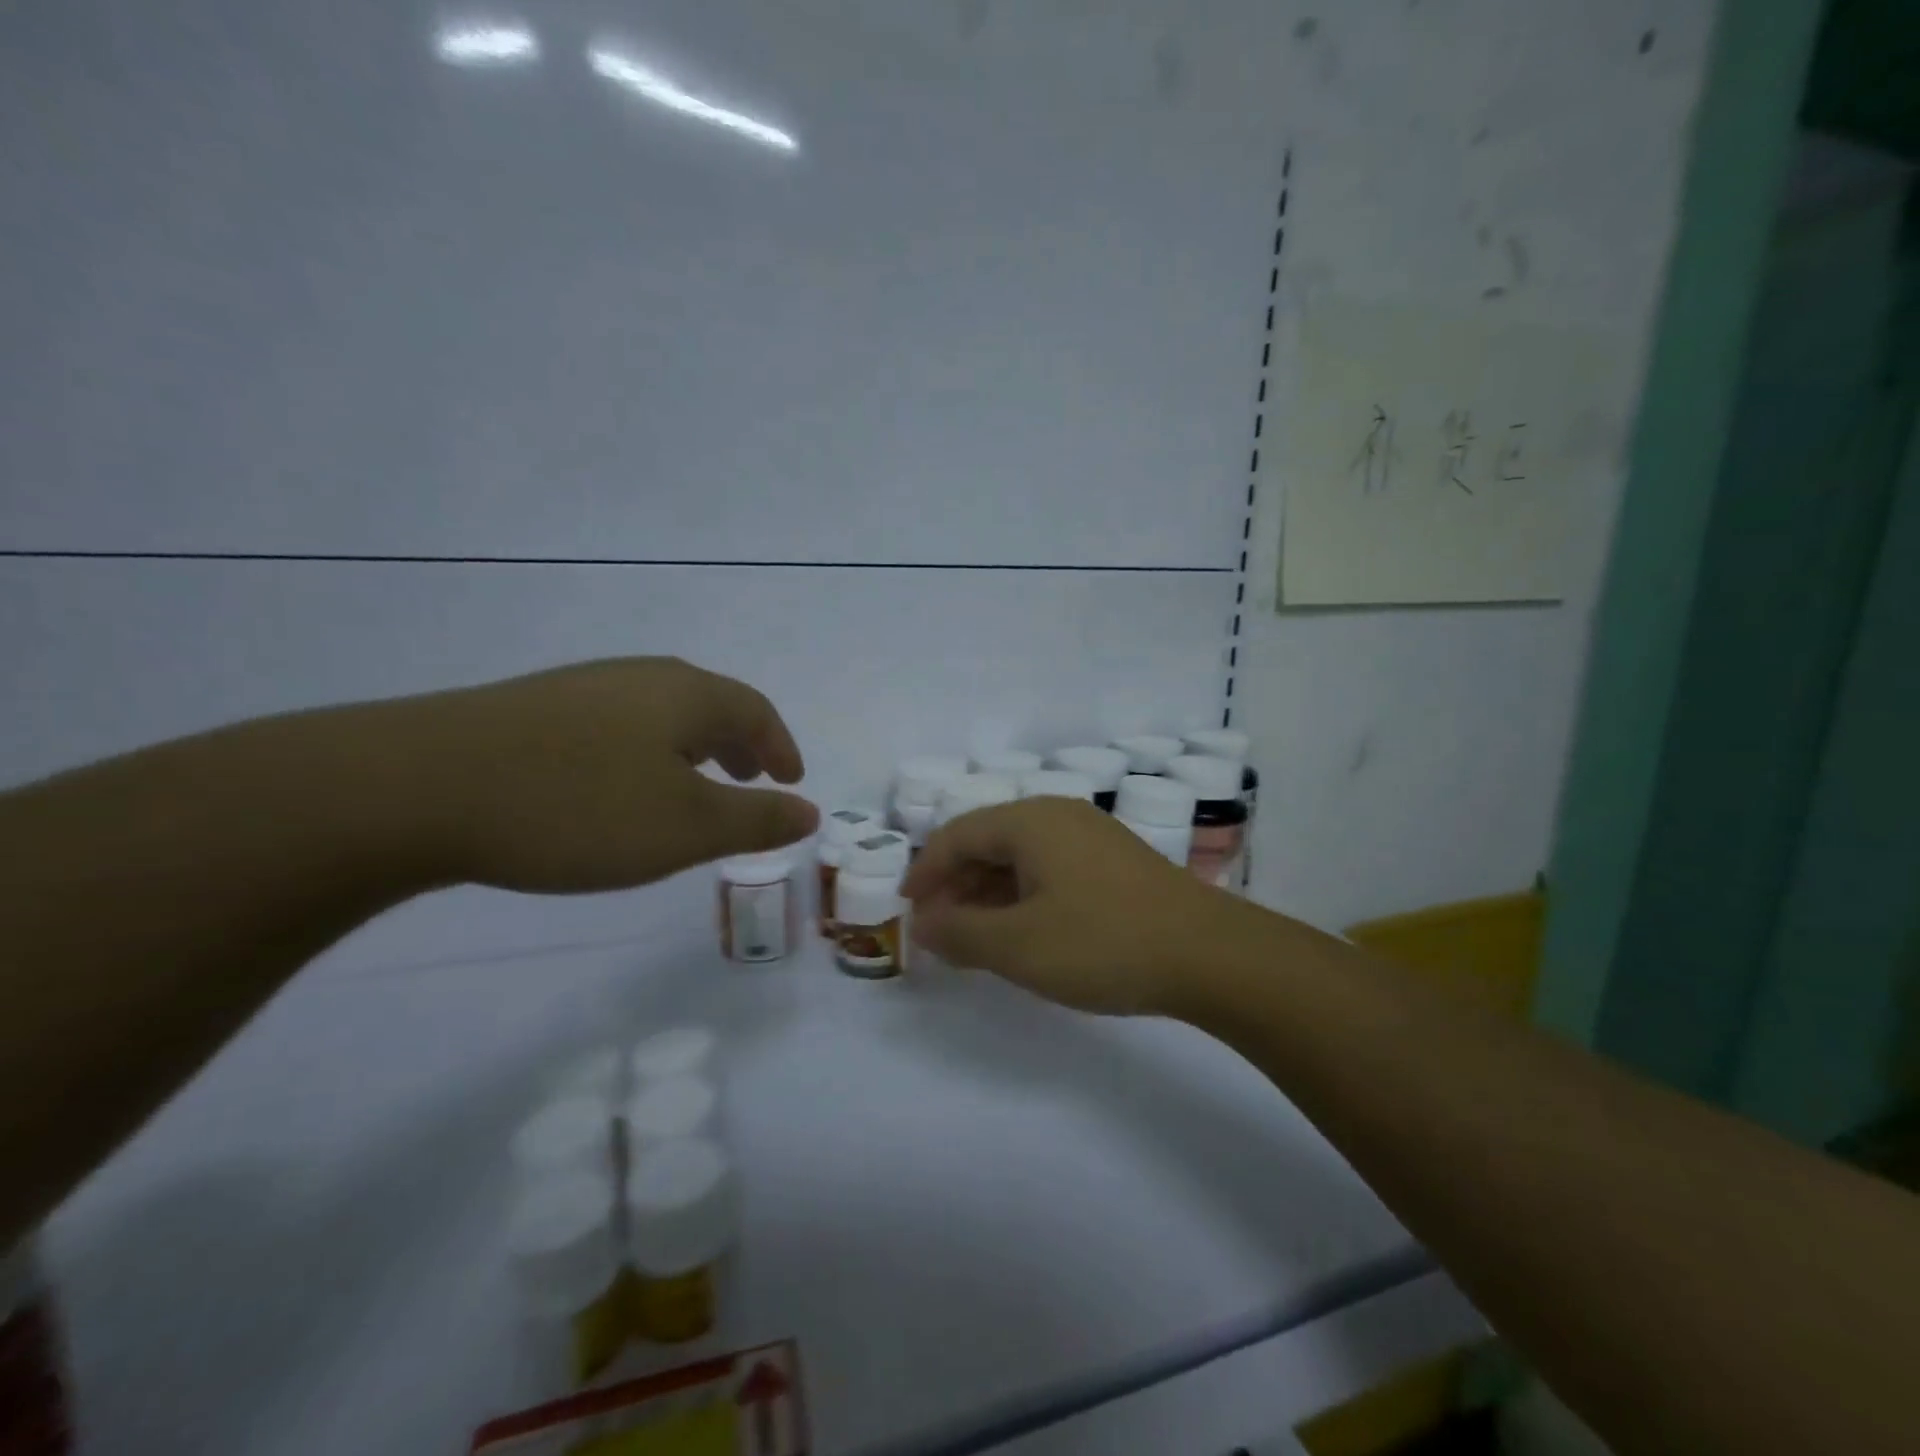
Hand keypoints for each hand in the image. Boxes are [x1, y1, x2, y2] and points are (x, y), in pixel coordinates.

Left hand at [390, 658, 817, 891]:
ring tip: (690, 787)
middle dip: (737, 744)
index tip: (791, 779)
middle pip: (707, 703)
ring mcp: (580, 689)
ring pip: (658, 714)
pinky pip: (615, 727)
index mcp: (685, 694)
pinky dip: (643, 755)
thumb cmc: (579, 807)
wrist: (415, 787)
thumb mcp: (685, 827)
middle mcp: (638, 678)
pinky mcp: (532, 711)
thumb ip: (755, 820)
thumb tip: (810, 812)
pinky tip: (617, 789)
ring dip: (690, 749)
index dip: (780, 745)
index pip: (754, 710)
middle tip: (749, 779)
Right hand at [902, 798, 1230, 1014]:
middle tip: (938, 929)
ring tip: (975, 937)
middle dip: (956, 885)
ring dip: (989, 894)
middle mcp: (1058, 815)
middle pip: (988, 841)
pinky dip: (1024, 896)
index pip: (957, 835)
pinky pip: (1051, 869)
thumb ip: (959, 932)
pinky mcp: (1115, 861)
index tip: (907, 909)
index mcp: (1030, 821)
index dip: (924, 871)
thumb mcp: (1017, 946)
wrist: (1210, 955)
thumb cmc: (1102, 943)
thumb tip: (922, 924)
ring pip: (1021, 857)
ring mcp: (1092, 836)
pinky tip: (1025, 931)